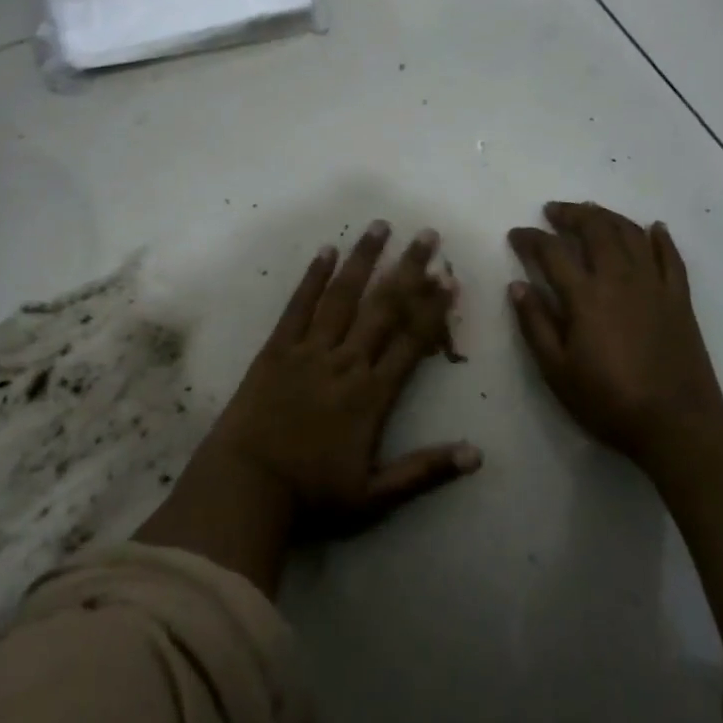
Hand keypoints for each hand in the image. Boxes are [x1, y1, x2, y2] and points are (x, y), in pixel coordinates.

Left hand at [206, 221, 481, 537]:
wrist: (246, 488)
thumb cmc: (312, 495)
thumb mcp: (375, 496)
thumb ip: (425, 471)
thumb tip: (477, 454)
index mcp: (372, 394)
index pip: (411, 341)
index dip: (433, 308)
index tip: (450, 278)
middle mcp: (345, 361)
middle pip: (383, 307)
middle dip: (408, 269)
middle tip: (427, 235)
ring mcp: (309, 350)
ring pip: (343, 296)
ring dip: (364, 259)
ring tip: (380, 226)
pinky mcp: (277, 348)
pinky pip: (298, 305)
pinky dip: (313, 277)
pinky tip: (326, 250)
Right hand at [508, 201, 722, 468]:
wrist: (677, 423)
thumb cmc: (608, 401)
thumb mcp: (557, 371)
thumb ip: (535, 324)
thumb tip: (516, 285)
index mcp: (585, 296)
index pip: (551, 251)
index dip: (530, 238)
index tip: (516, 234)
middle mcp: (619, 278)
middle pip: (595, 229)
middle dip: (571, 214)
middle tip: (554, 211)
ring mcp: (653, 284)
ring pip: (630, 233)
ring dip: (608, 216)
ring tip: (592, 211)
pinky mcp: (679, 298)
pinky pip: (671, 256)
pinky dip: (660, 237)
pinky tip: (654, 227)